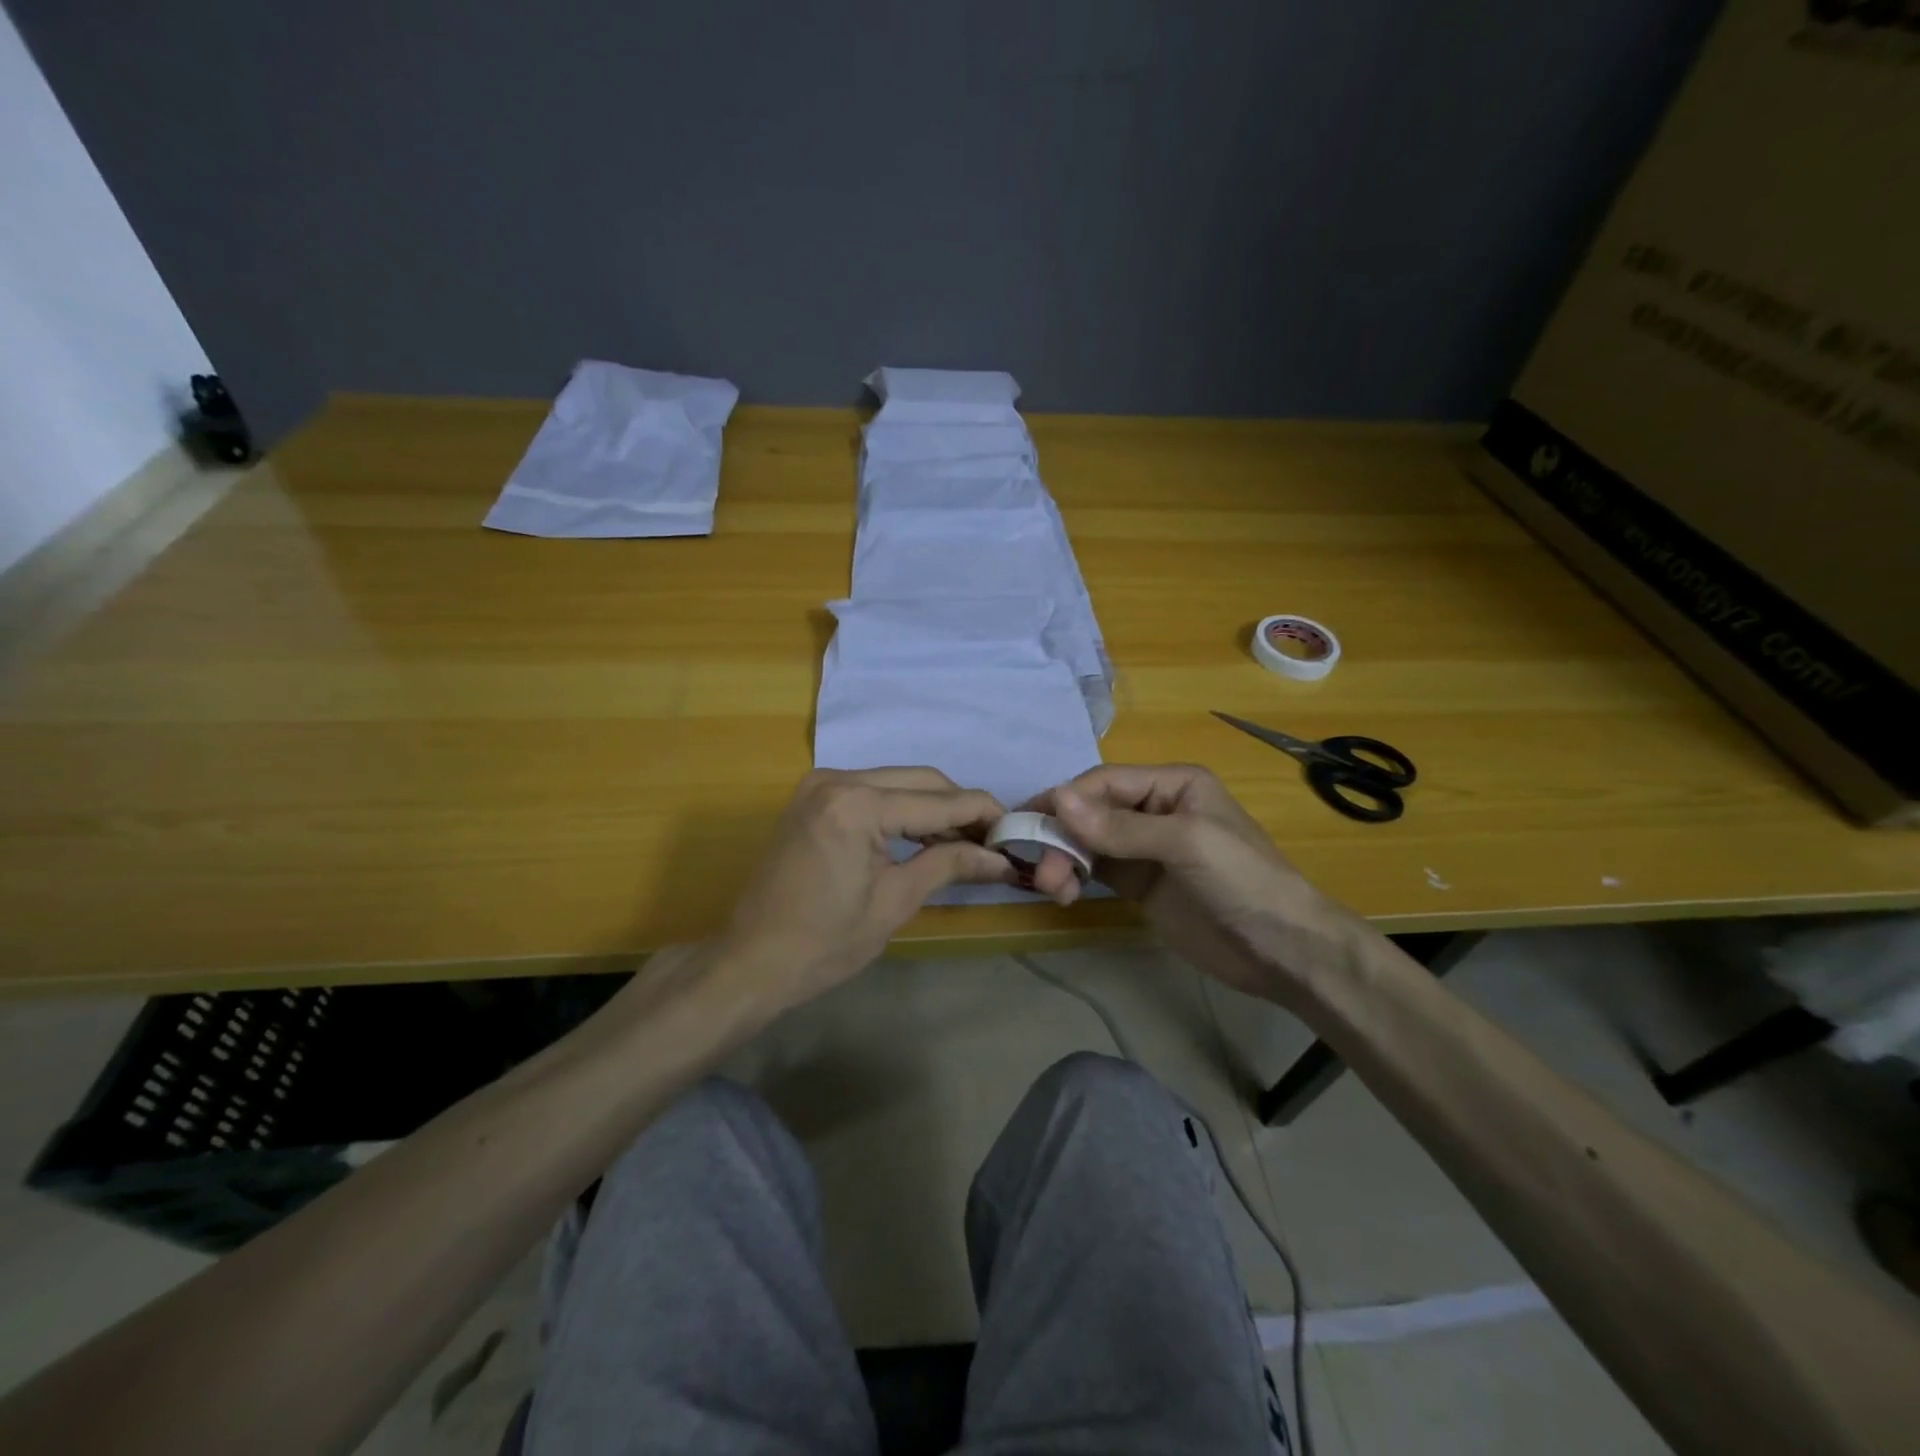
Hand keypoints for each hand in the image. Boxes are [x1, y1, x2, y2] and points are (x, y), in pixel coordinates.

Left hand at [715, 768, 1013, 1009]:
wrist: (753, 961)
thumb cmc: (825, 942)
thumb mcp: (896, 902)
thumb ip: (949, 865)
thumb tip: (1001, 858)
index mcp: (858, 805)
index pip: (939, 800)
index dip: (983, 814)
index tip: (1016, 831)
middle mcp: (838, 779)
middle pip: (921, 780)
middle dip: (961, 807)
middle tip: (993, 840)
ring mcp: (821, 784)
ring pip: (898, 781)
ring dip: (933, 806)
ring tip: (966, 841)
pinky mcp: (813, 797)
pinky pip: (873, 791)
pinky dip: (902, 809)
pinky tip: (925, 835)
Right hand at [1023, 764, 1356, 1003]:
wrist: (1283, 950)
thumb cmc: (1242, 881)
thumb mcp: (1185, 843)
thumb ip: (1121, 826)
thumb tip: (1058, 800)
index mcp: (1173, 784)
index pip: (1105, 782)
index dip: (1067, 800)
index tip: (1029, 823)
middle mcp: (1155, 809)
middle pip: (1091, 812)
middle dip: (1062, 836)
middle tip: (1043, 870)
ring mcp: (1146, 849)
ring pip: (1089, 843)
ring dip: (1064, 859)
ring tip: (1053, 889)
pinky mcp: (1140, 884)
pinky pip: (1096, 871)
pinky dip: (1075, 877)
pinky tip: (1066, 894)